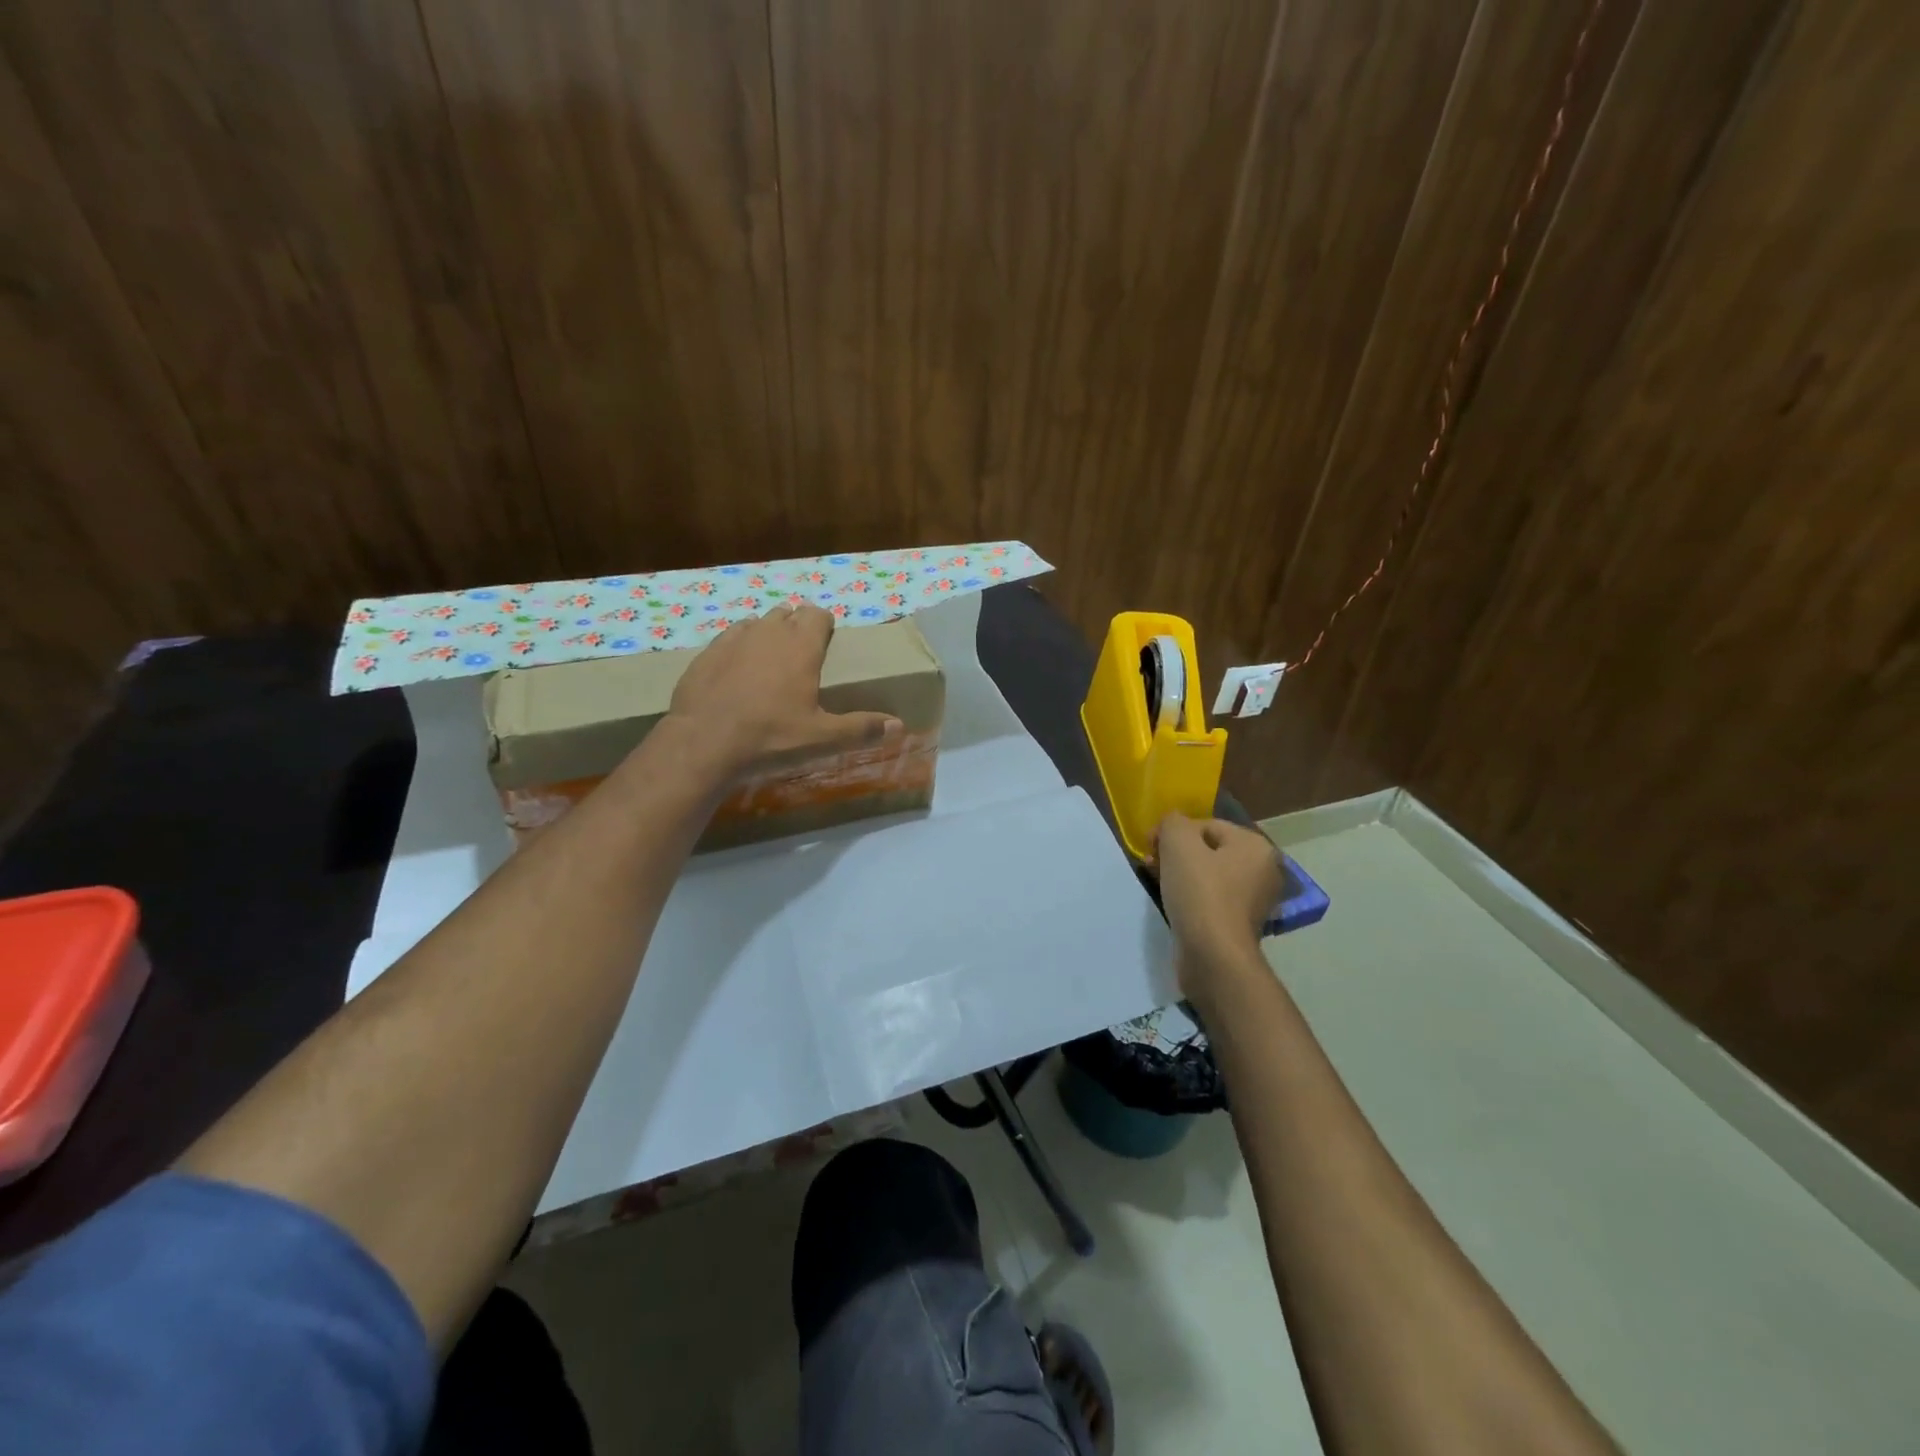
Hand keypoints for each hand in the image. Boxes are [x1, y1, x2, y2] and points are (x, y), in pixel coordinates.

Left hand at [666, 603, 901, 779]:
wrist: (703, 744)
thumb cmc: (771, 737)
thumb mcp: (822, 738)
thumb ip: (861, 729)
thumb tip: (898, 725)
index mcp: (801, 645)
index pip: (818, 614)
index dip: (824, 626)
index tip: (827, 645)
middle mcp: (768, 632)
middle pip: (787, 614)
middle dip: (796, 628)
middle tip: (801, 659)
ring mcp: (733, 640)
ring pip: (756, 624)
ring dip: (766, 635)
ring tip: (769, 665)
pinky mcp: (706, 654)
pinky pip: (728, 639)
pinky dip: (737, 650)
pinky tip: (736, 675)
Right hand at [1153, 813, 1281, 997]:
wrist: (1213, 956)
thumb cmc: (1200, 892)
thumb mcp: (1178, 842)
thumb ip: (1172, 822)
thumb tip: (1172, 826)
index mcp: (1255, 846)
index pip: (1206, 825)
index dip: (1173, 832)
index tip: (1150, 847)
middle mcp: (1262, 870)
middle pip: (1207, 849)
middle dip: (1175, 854)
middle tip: (1151, 865)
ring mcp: (1253, 900)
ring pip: (1207, 874)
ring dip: (1179, 874)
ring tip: (1157, 882)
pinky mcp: (1239, 924)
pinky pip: (1210, 898)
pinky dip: (1190, 896)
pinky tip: (1172, 902)